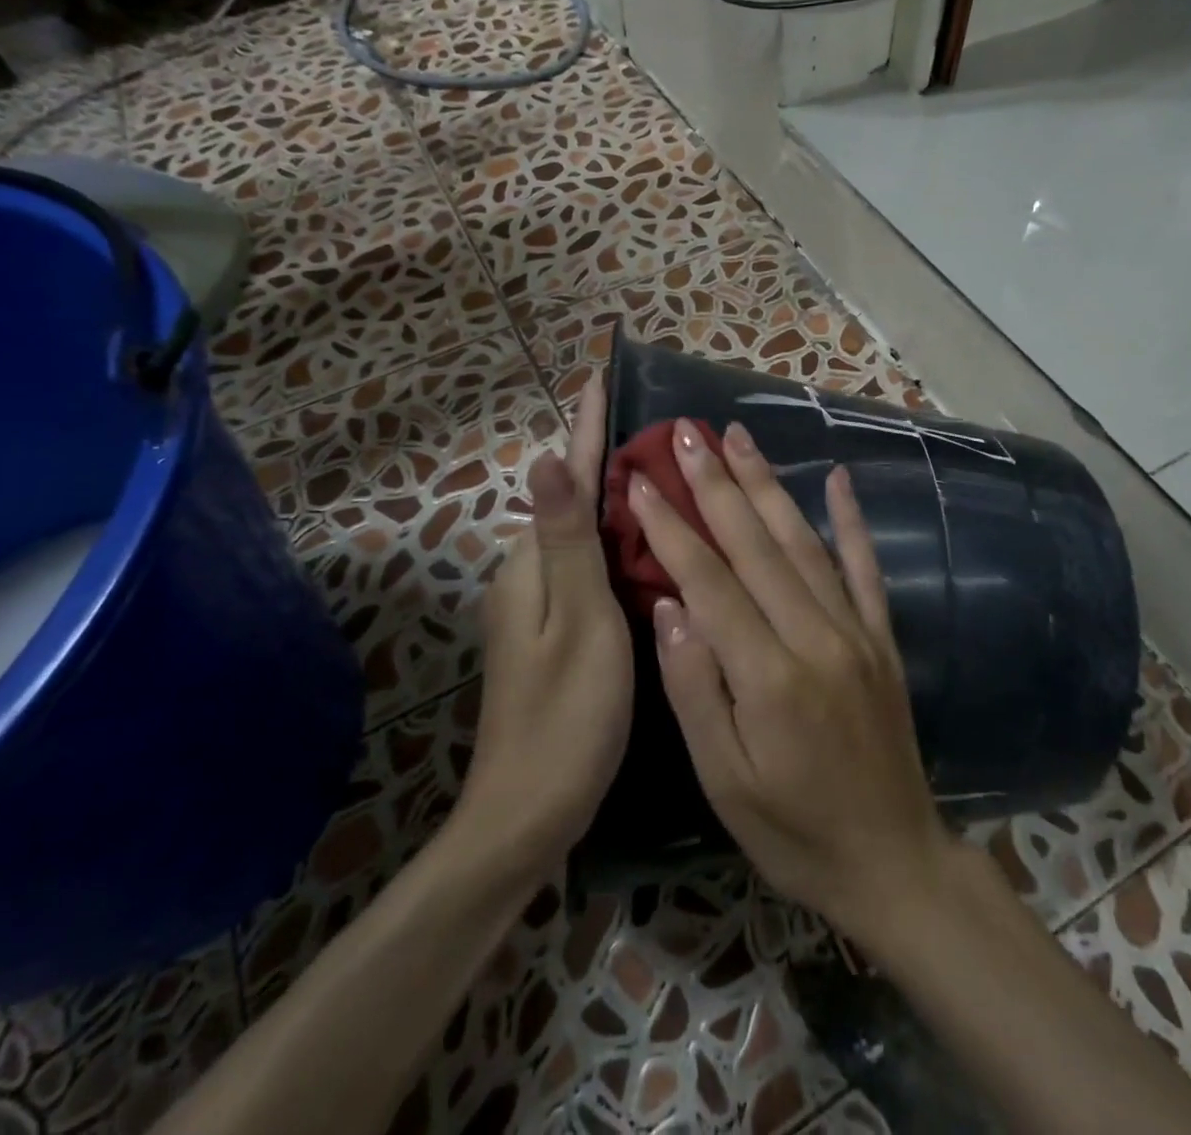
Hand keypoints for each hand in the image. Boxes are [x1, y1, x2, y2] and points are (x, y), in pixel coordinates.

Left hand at [458, 376, 631, 879]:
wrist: (528, 815)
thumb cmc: (566, 717)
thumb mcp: (578, 623)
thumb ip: (567, 542)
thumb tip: (547, 457)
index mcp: (534, 567)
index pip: (566, 479)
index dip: (585, 428)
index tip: (598, 375)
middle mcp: (529, 576)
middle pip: (573, 501)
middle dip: (605, 456)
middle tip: (656, 425)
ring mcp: (539, 607)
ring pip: (582, 536)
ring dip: (614, 498)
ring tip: (661, 468)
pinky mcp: (556, 633)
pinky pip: (588, 568)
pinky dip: (615, 543)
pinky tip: (647, 541)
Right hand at [629, 418, 957, 948]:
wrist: (894, 863)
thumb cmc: (793, 831)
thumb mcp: (724, 782)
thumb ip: (694, 689)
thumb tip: (669, 606)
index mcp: (767, 675)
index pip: (708, 580)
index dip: (670, 525)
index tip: (639, 479)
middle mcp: (814, 637)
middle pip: (755, 544)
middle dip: (715, 482)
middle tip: (685, 432)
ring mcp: (855, 631)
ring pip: (803, 541)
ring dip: (767, 484)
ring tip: (738, 437)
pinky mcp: (882, 638)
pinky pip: (865, 567)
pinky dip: (851, 519)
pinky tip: (839, 478)